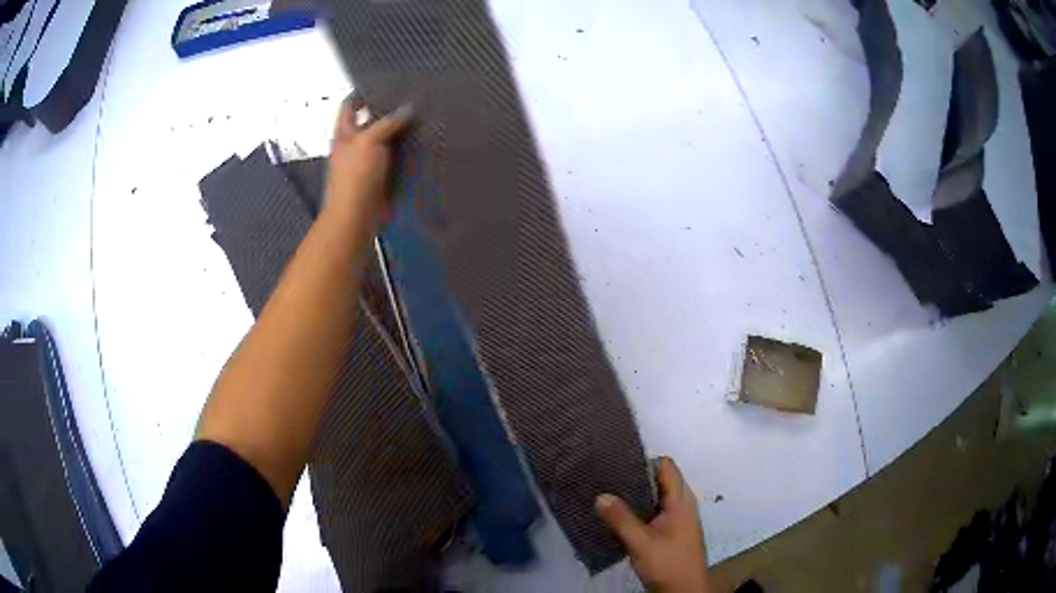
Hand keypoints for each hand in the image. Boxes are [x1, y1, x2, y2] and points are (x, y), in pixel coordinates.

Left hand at [324, 94, 412, 228]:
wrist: (357, 215)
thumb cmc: (356, 175)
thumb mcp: (369, 141)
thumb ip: (388, 122)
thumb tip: (409, 107)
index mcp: (344, 133)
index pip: (349, 105)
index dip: (362, 93)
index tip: (382, 83)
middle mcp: (353, 145)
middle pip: (368, 120)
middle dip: (386, 110)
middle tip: (410, 97)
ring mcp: (366, 162)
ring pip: (384, 139)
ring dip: (399, 130)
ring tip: (422, 116)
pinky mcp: (380, 176)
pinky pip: (394, 158)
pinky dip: (406, 150)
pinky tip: (423, 143)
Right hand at [596, 457, 709, 592]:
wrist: (683, 591)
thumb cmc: (667, 563)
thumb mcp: (641, 542)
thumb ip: (621, 519)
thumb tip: (600, 495)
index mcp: (681, 500)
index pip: (666, 466)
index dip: (644, 461)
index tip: (617, 462)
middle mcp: (681, 504)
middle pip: (659, 480)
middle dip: (635, 478)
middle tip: (605, 477)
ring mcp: (676, 519)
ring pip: (655, 497)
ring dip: (634, 496)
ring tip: (606, 493)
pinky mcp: (669, 532)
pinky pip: (653, 512)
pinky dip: (637, 510)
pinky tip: (616, 515)